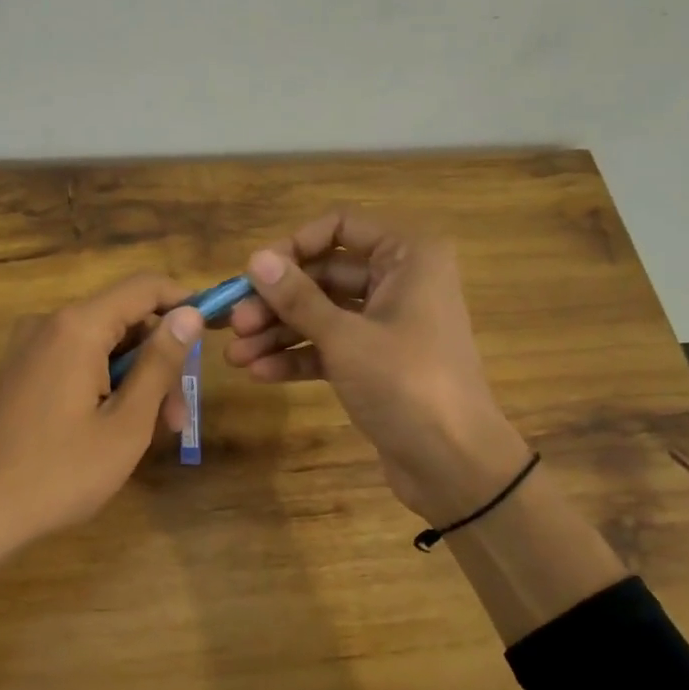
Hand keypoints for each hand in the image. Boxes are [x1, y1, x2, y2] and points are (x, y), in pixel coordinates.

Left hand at [0, 273, 204, 558]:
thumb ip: (160, 364)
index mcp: (76, 327)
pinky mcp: (16, 374)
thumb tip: (189, 313)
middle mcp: (48, 324)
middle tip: (177, 418)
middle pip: (122, 319)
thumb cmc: (58, 473)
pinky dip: (101, 384)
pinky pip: (73, 362)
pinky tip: (108, 429)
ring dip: (132, 379)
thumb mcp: (125, 424)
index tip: (214, 334)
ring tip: (148, 434)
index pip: (144, 287)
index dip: (185, 303)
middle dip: (158, 360)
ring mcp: (27, 349)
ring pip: (99, 345)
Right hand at [225, 210, 530, 523]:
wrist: (454, 463)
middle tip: (234, 323)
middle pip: (325, 273)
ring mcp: (388, 323)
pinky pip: (331, 346)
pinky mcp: (378, 361)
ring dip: (279, 332)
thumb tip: (255, 259)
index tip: (255, 273)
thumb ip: (297, 297)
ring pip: (323, 313)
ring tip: (236, 356)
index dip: (294, 245)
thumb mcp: (345, 337)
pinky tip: (261, 373)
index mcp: (408, 255)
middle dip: (277, 300)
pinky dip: (298, 357)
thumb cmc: (406, 383)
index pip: (341, 225)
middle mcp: (400, 280)